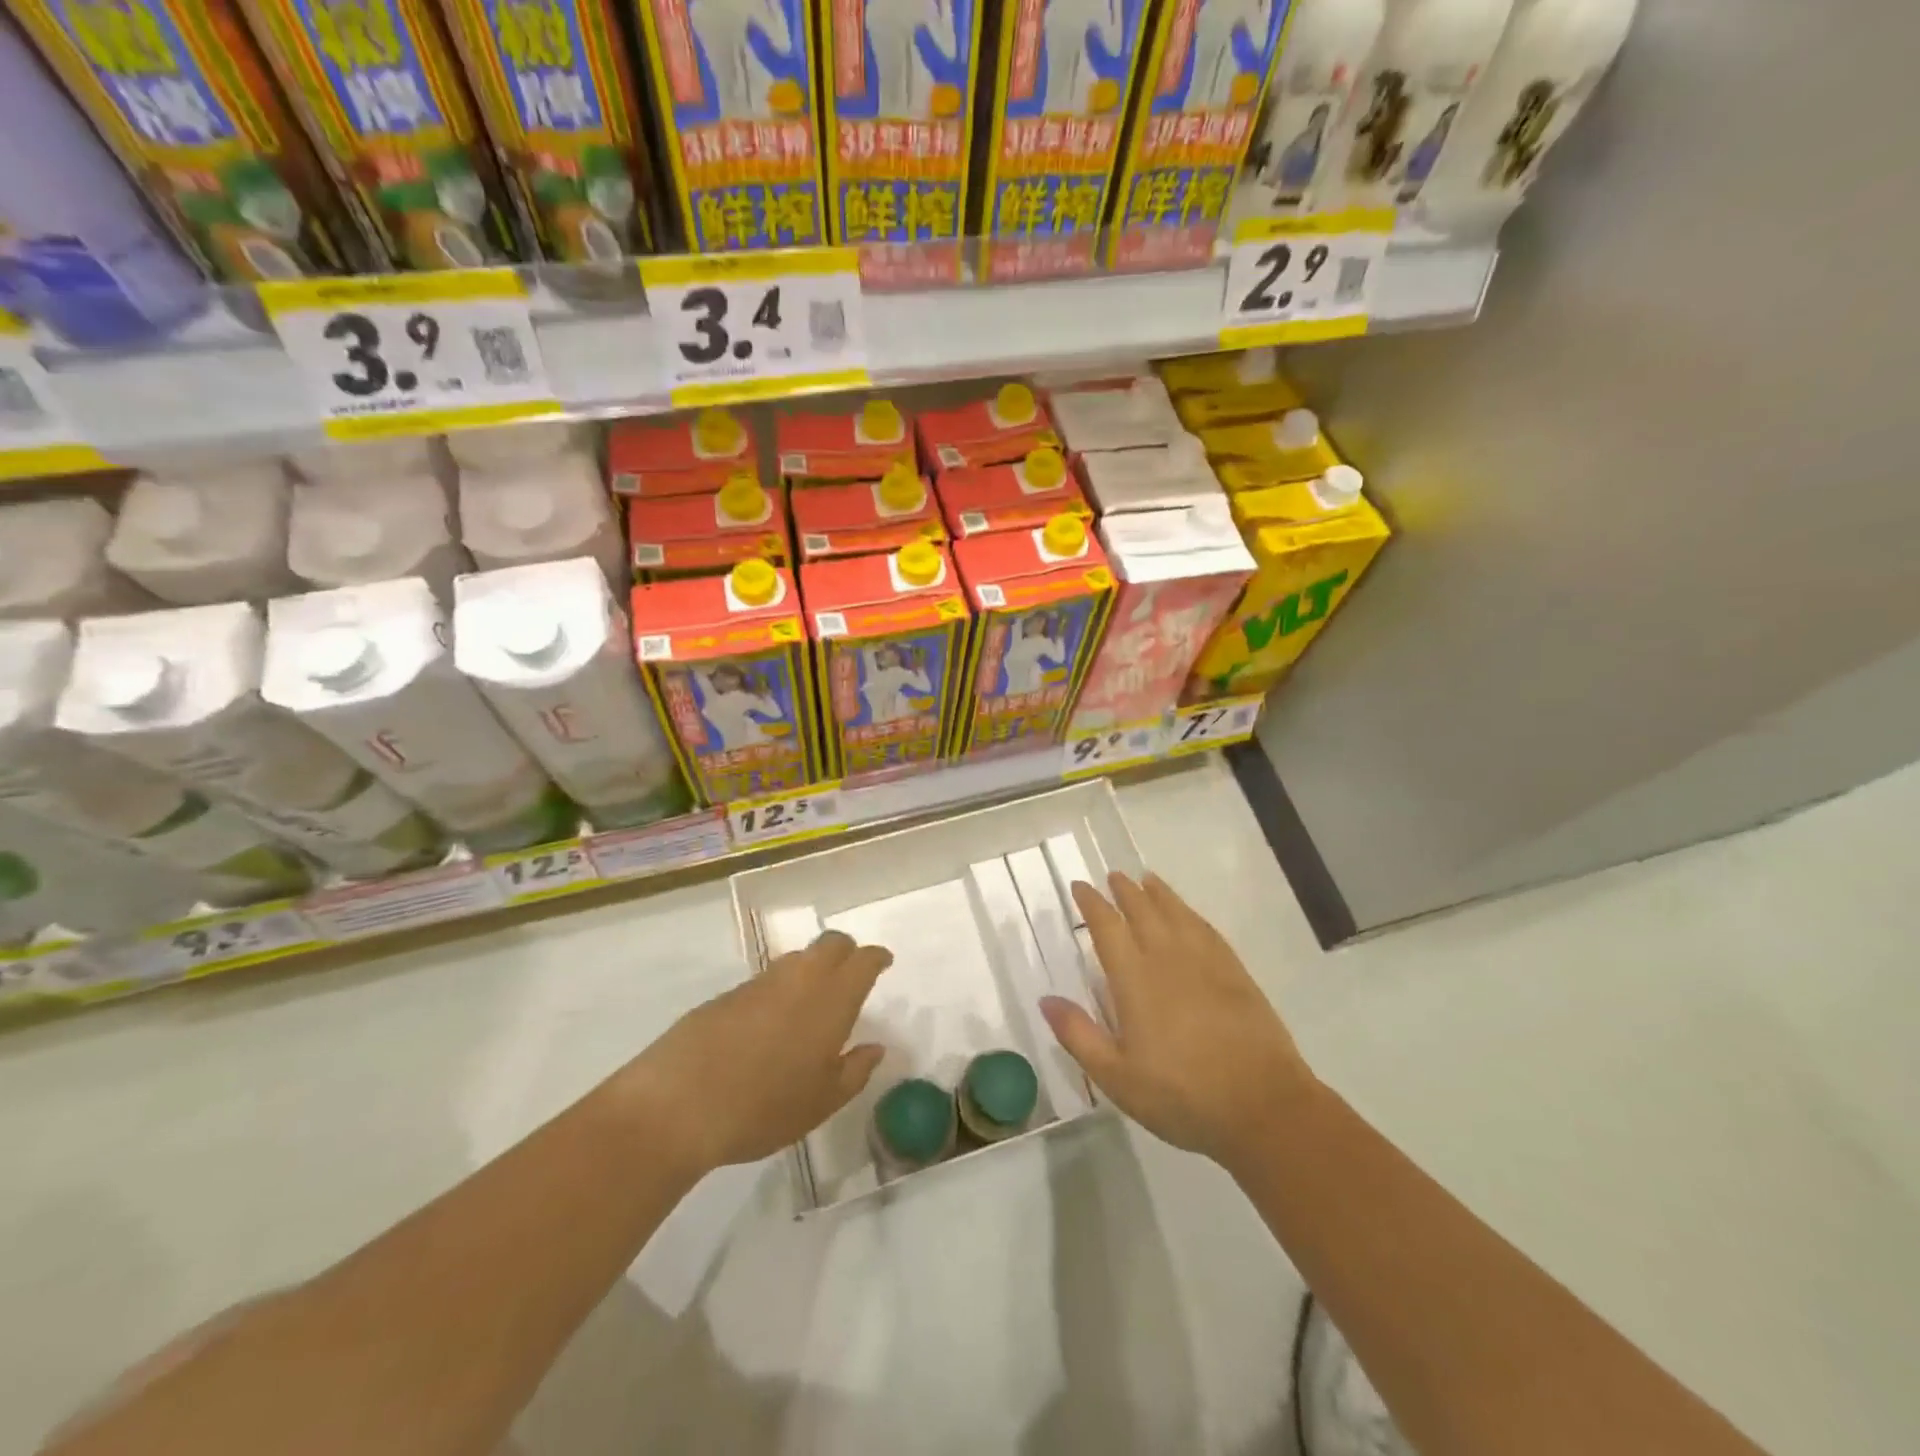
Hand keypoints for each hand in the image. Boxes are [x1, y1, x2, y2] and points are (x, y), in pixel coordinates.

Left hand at [620, 931, 890, 1175]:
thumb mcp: (821, 1101)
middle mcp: (800, 979)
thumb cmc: (764, 1106)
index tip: (883, 962)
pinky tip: (771, 1022)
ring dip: (812, 968)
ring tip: (812, 1001)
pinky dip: (780, 989)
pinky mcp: (727, 994)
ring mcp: (760, 982)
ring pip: (797, 958)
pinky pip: (767, 979)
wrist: (679, 1102)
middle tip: (852, 972)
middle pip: (830, 943)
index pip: (862, 960)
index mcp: (832, 999)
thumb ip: (855, 1071)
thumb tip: (875, 1048)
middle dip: (846, 951)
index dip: (876, 958)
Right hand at [1041, 872, 1316, 1171]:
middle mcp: (1167, 958)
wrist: (1262, 1106)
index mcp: (1135, 979)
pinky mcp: (1234, 972)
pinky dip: (1190, 913)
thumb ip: (1079, 1035)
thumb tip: (1046, 999)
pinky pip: (1206, 929)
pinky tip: (1188, 915)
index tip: (1080, 887)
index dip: (1092, 904)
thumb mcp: (1117, 1077)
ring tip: (1147, 880)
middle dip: (1125, 891)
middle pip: (1143, 911)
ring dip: (1158, 894)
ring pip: (1176, 913)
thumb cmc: (1181, 1095)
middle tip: (1113, 877)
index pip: (1107, 927)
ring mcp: (1205, 962)